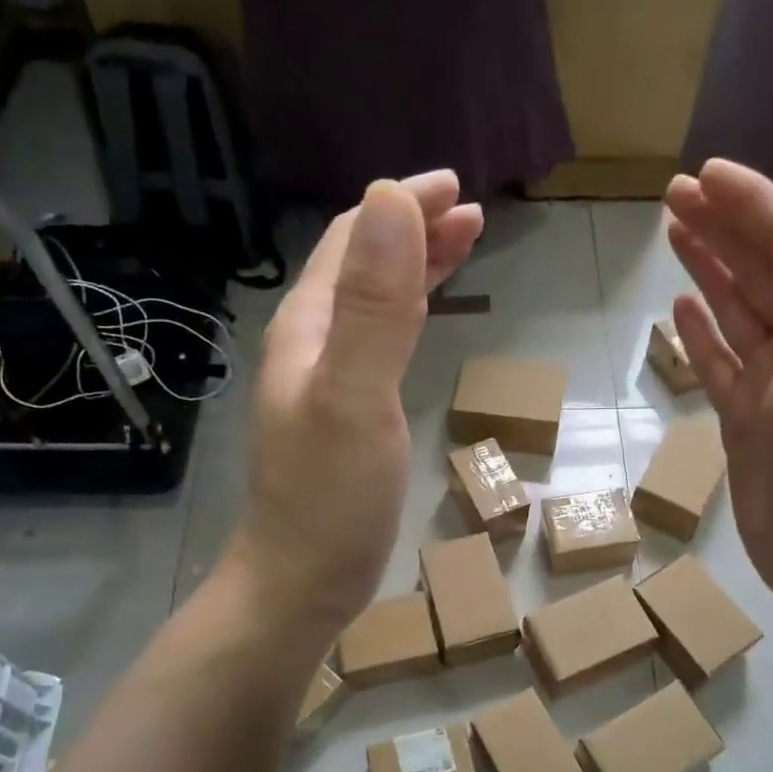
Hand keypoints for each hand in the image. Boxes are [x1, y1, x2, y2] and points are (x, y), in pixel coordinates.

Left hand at [231, 172, 482, 633]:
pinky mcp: (347, 416)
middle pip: (361, 266)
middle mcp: (312, 344)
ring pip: (372, 303)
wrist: (301, 582)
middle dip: (413, 231)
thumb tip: (391, 198)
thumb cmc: (331, 496)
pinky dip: (410, 315)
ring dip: (414, 268)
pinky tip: (427, 321)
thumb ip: (374, 304)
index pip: (351, 239)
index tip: (457, 189)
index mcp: (309, 327)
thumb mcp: (355, 395)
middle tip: (471, 214)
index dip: (400, 206)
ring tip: (462, 248)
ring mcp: (327, 382)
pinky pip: (379, 344)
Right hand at [663, 159, 772, 617]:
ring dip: (710, 272)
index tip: (703, 176)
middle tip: (674, 195)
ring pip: (741, 313)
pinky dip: (703, 336)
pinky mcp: (753, 421)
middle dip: (723, 229)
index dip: (751, 205)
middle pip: (764, 270)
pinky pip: (724, 364)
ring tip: (674, 234)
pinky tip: (681, 312)